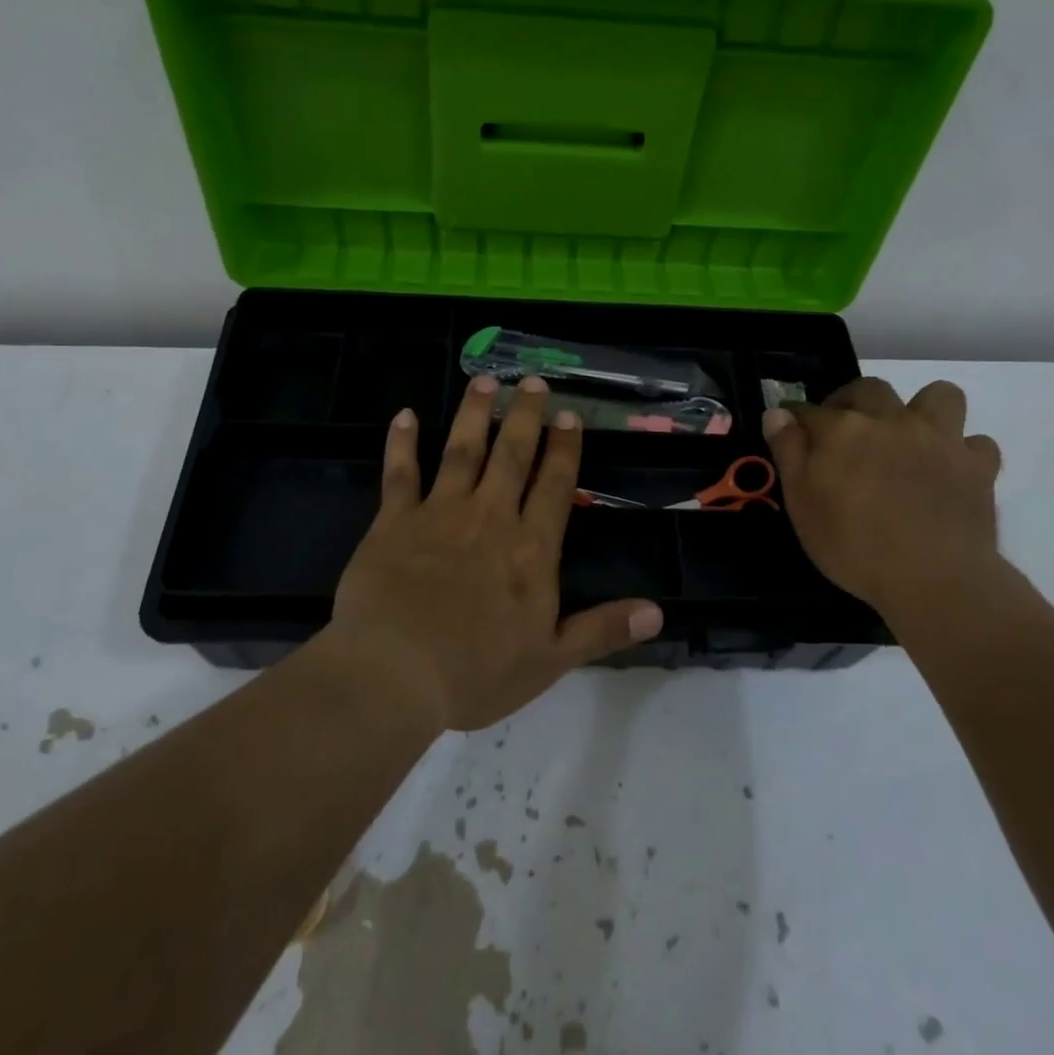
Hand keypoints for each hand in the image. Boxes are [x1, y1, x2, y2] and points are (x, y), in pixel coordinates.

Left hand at [328, 374, 663, 730]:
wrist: (395, 674)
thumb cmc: (477, 672)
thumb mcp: (551, 659)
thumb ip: (603, 630)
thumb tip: (658, 612)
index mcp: (530, 548)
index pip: (555, 485)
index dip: (564, 448)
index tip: (569, 415)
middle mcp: (490, 517)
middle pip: (512, 454)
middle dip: (525, 415)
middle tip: (532, 380)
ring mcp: (440, 513)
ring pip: (462, 451)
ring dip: (474, 414)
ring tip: (483, 381)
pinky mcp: (394, 521)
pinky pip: (400, 473)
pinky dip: (402, 443)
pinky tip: (404, 416)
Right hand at [762, 378, 1003, 626]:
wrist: (934, 579)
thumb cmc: (854, 545)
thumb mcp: (802, 504)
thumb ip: (788, 452)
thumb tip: (777, 412)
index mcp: (844, 429)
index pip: (809, 410)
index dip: (797, 419)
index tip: (791, 431)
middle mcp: (892, 420)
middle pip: (869, 389)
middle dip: (851, 400)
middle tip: (844, 430)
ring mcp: (940, 439)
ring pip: (939, 396)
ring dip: (922, 409)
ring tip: (909, 436)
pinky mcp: (978, 466)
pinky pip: (977, 443)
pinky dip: (962, 451)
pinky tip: (949, 470)